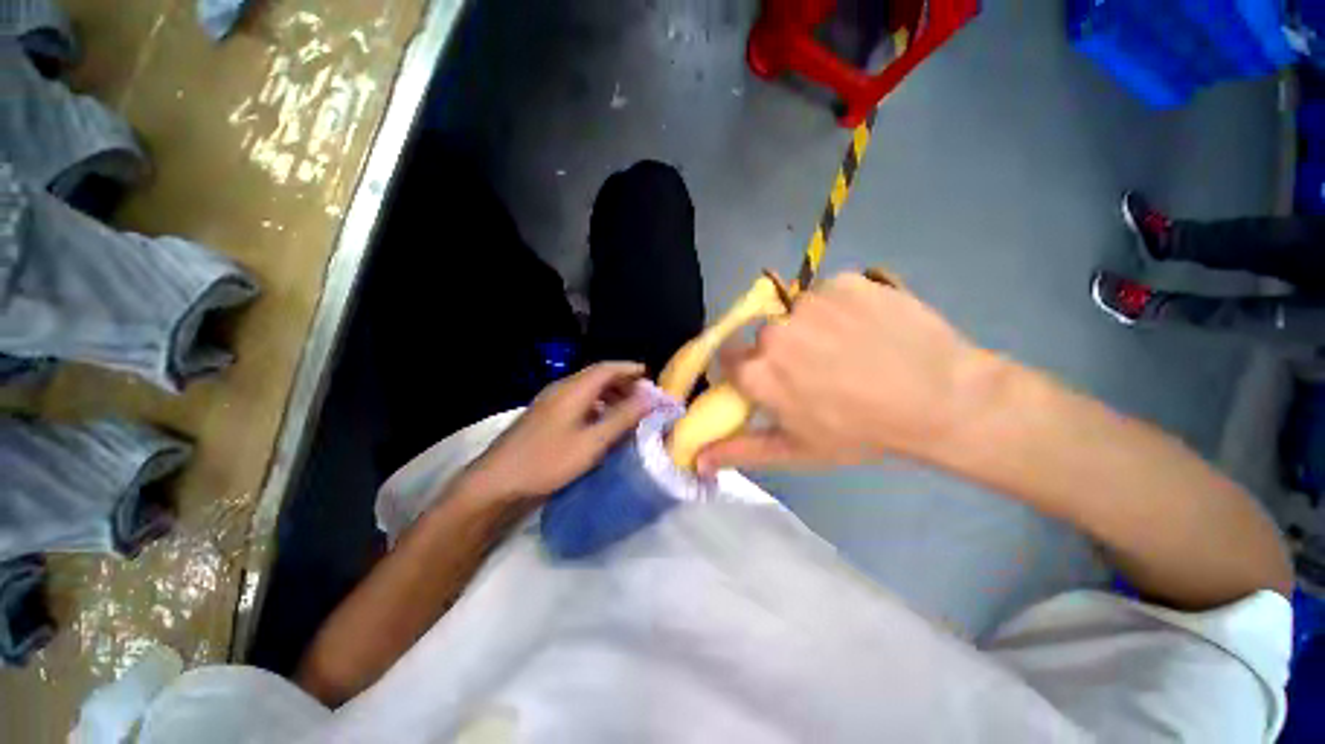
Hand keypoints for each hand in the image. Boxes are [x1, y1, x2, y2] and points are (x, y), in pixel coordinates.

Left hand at [461, 362, 649, 500]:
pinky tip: (601, 422)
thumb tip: (649, 398)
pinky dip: (596, 405)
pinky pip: (577, 401)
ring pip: (586, 389)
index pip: (606, 368)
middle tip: (642, 396)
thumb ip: (622, 418)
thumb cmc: (548, 461)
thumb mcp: (592, 442)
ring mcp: (550, 402)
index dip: (629, 369)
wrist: (497, 482)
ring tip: (626, 409)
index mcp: (573, 390)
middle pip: (596, 376)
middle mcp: (561, 389)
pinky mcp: (544, 416)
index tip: (649, 375)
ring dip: (609, 394)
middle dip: (622, 382)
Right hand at [698, 273, 989, 473]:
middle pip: (765, 335)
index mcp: (757, 371)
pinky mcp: (846, 281)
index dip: (752, 370)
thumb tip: (694, 461)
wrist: (942, 401)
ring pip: (797, 311)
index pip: (730, 359)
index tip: (776, 380)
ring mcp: (811, 301)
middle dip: (783, 352)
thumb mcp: (795, 450)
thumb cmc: (861, 432)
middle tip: (821, 370)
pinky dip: (843, 307)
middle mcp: (774, 330)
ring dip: (813, 328)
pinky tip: (869, 328)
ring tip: (849, 350)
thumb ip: (740, 451)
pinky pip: (831, 293)